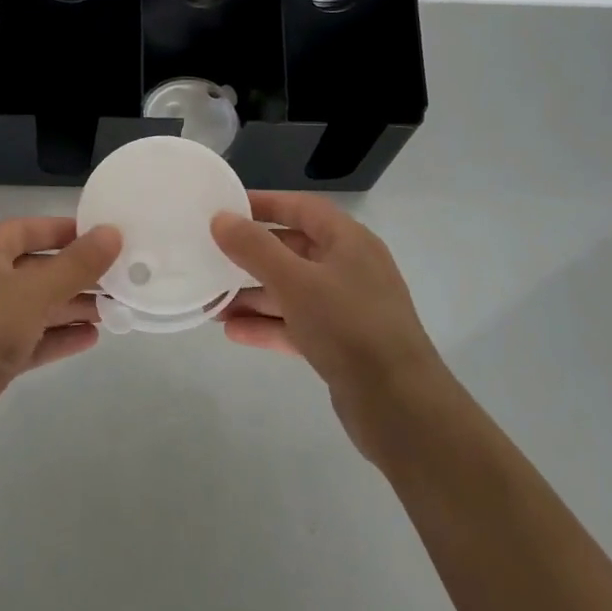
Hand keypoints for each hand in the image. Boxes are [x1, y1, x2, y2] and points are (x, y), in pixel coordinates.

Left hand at [0, 217, 120, 462]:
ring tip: (115, 307)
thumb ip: (75, 265)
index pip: (26, 229)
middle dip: (76, 273)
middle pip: (36, 269)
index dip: (63, 230)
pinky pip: (32, 340)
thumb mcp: (31, 293)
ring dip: (72, 306)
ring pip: (37, 307)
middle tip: (120, 276)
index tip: (104, 234)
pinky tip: (92, 338)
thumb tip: (112, 232)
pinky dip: (59, 337)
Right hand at [211, 192, 449, 463]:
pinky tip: (233, 332)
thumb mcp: (295, 281)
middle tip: (211, 258)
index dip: (264, 204)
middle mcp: (351, 268)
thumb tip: (221, 218)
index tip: (225, 208)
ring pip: (293, 291)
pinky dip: (268, 325)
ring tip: (213, 304)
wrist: (399, 406)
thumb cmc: (348, 326)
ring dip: (254, 295)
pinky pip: (298, 324)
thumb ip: (254, 248)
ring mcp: (348, 308)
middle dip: (252, 256)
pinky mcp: (342, 345)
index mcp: (349, 241)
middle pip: (294, 249)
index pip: (302, 208)